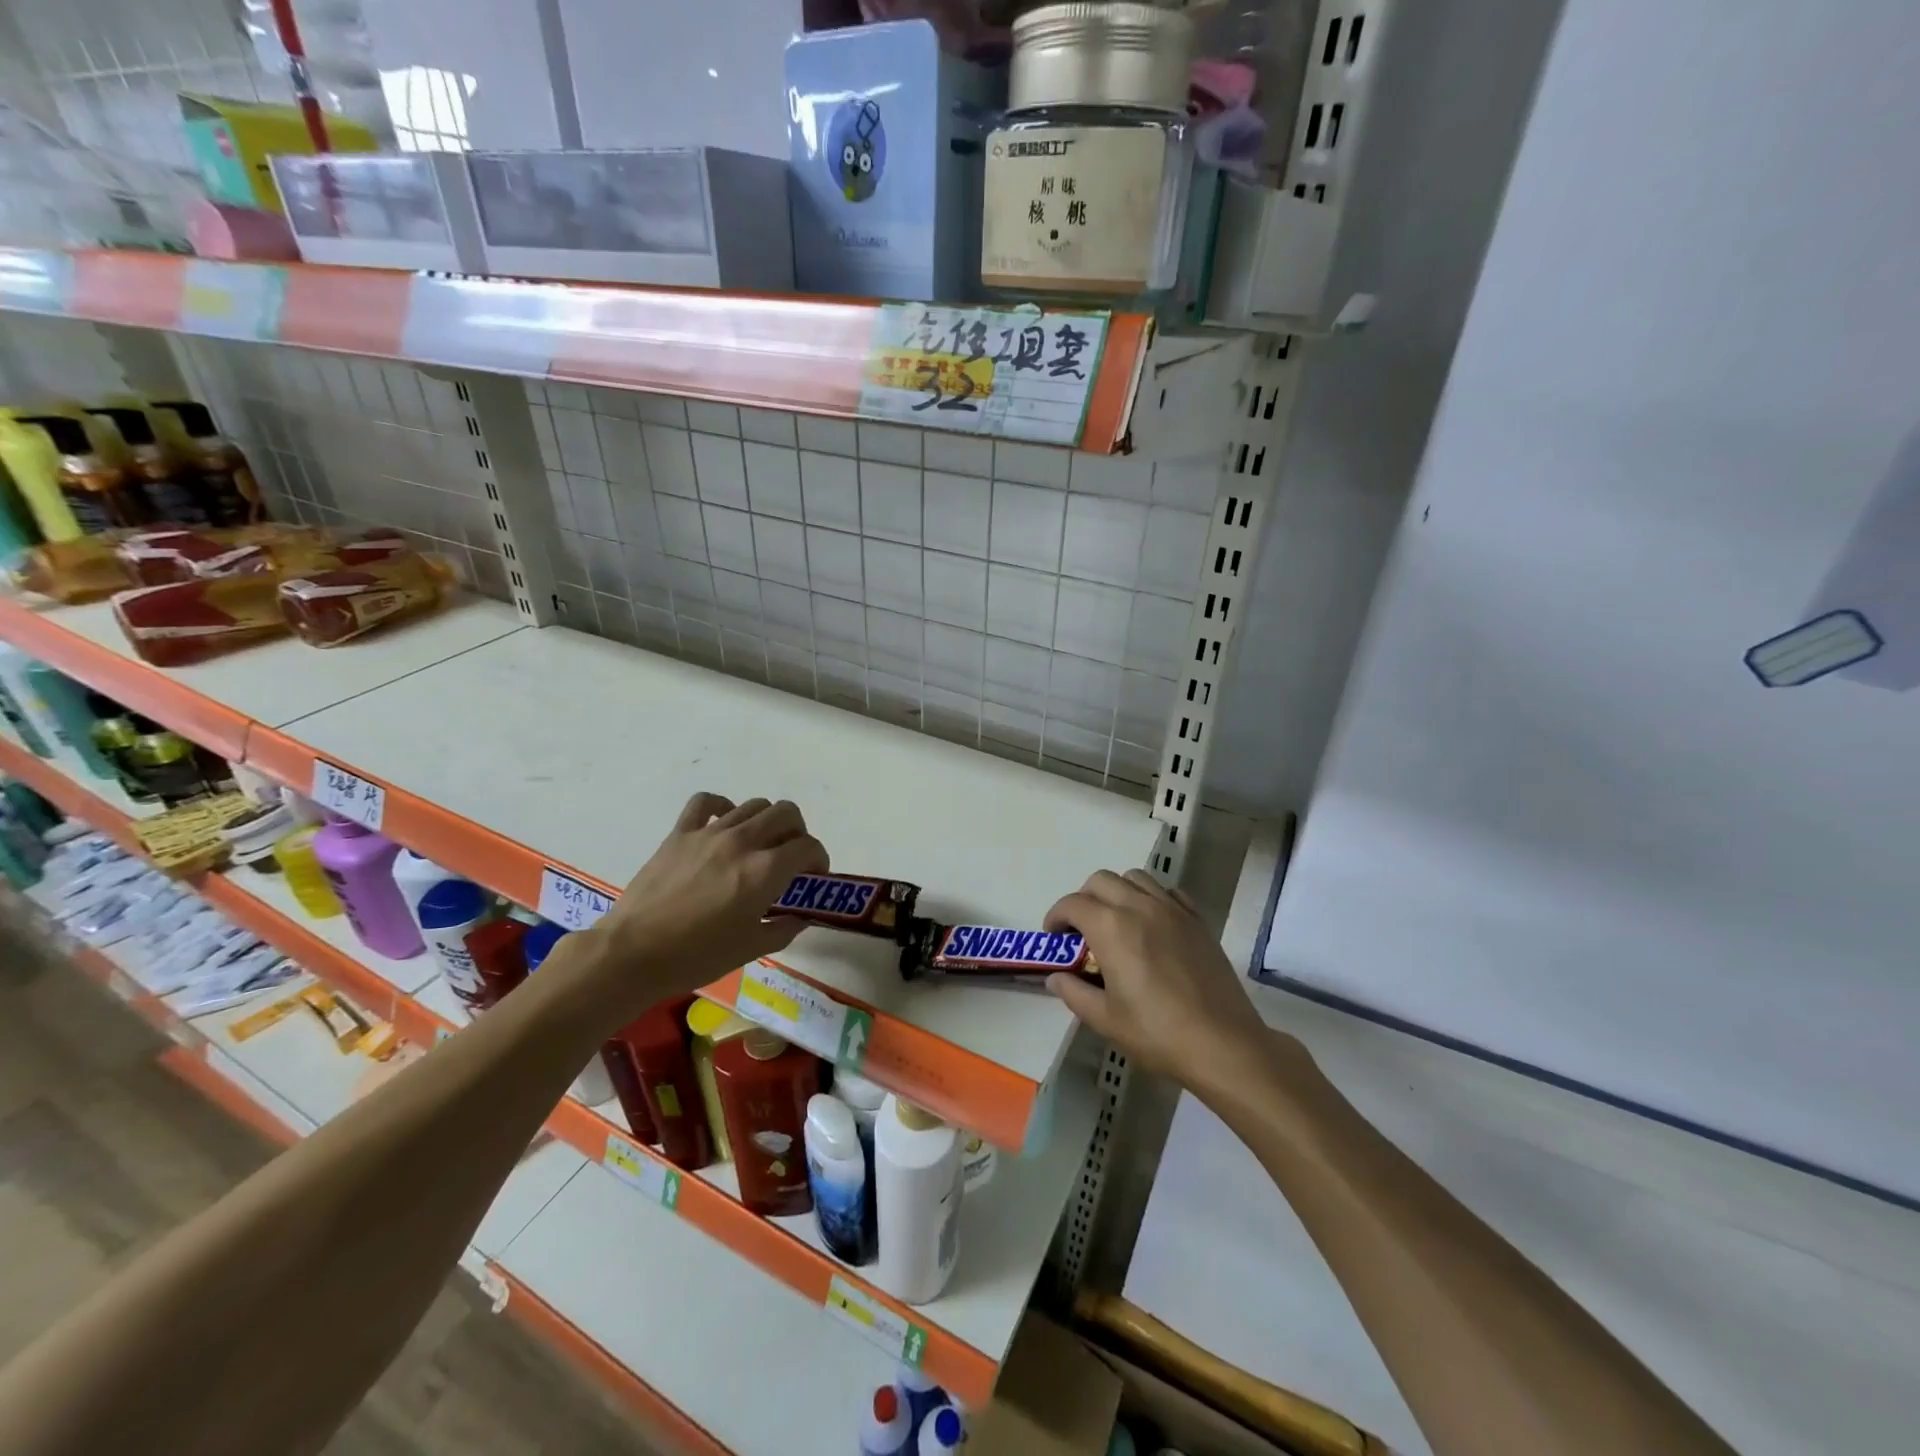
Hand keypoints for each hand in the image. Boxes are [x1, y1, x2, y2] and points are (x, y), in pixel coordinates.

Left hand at [579, 793, 826, 1022]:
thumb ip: (784, 928)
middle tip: (790, 857)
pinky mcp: (681, 833)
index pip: (808, 846)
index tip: (814, 876)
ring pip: (754, 805)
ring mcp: (710, 833)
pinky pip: (707, 802)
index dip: (818, 859)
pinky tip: (724, 824)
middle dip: (798, 832)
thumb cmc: (696, 956)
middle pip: (786, 813)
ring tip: (760, 845)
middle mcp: (743, 842)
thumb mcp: (751, 949)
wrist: (633, 953)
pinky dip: (723, 807)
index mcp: (765, 871)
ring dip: (767, 821)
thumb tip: (801, 916)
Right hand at [1044, 869, 1294, 1100]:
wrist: (1222, 1043)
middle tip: (1082, 930)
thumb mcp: (1105, 1019)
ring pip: (1135, 878)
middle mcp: (1139, 906)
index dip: (1056, 916)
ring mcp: (1172, 909)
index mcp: (1111, 927)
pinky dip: (1152, 898)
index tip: (1055, 937)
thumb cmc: (1157, 1032)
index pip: (1072, 904)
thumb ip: (1074, 993)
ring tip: (1117, 922)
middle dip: (1084, 899)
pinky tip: (1153, 924)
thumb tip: (1055, 978)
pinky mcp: (1197, 920)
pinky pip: (1168, 892)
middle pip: (1101, 880)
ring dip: (1117, 892)